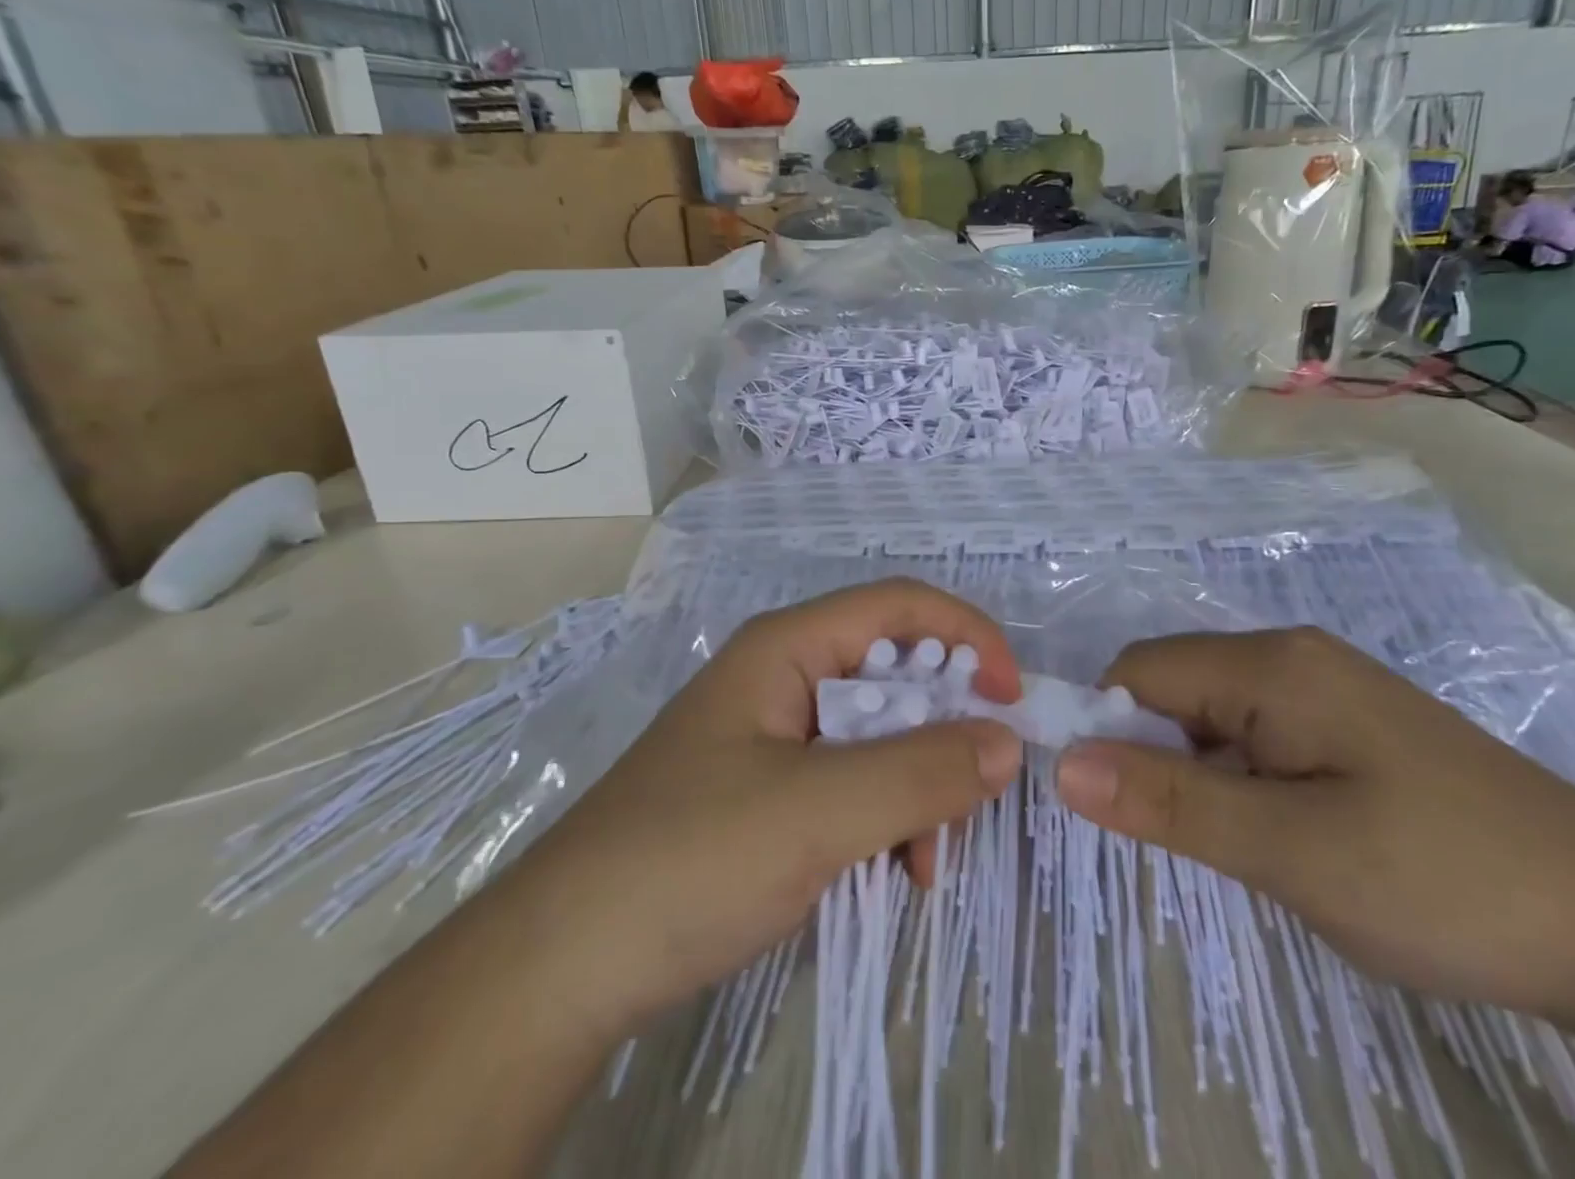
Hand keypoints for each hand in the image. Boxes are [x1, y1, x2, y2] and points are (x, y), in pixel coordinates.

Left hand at [501, 578, 1023, 1039]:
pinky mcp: (772, 790)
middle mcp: (786, 676)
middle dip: (945, 727)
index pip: (900, 606)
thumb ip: (920, 772)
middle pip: (896, 671)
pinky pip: (854, 781)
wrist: (562, 967)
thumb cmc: (691, 859)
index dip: (967, 636)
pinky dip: (888, 818)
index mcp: (788, 647)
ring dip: (919, 785)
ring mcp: (777, 735)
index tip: (1012, 700)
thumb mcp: (818, 812)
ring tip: (924, 861)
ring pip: (882, 733)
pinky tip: (895, 872)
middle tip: (974, 792)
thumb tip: (1007, 743)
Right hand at [1053, 628, 1574, 1018]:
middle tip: (1196, 841)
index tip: (1110, 807)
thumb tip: (1062, 765)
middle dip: (1159, 756)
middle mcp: (1293, 657)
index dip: (1107, 728)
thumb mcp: (1290, 851)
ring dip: (1204, 776)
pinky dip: (1245, 782)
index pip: (1141, 671)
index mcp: (1272, 665)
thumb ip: (1170, 802)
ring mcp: (1328, 690)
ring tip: (1252, 848)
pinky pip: (1261, 737)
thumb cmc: (1442, 879)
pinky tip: (1291, 836)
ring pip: (1217, 718)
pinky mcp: (1352, 727)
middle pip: (1177, 688)